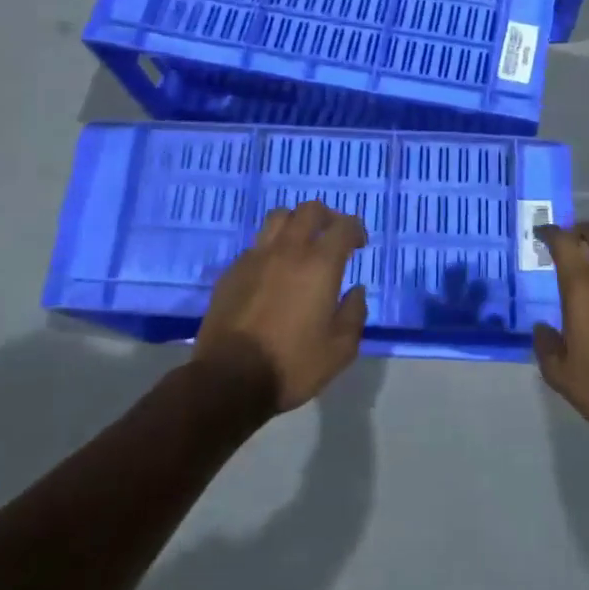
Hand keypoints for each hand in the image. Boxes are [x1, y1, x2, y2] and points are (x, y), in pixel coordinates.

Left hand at [194, 200, 369, 412]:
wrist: (229, 379)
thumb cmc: (292, 364)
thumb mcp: (340, 350)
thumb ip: (354, 314)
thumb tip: (356, 291)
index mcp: (319, 265)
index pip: (343, 226)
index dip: (355, 229)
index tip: (359, 244)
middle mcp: (287, 251)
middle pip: (308, 210)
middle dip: (326, 216)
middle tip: (332, 235)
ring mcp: (255, 258)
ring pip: (277, 219)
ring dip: (295, 223)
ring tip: (301, 244)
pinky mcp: (231, 272)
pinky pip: (256, 246)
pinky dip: (270, 249)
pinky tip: (272, 272)